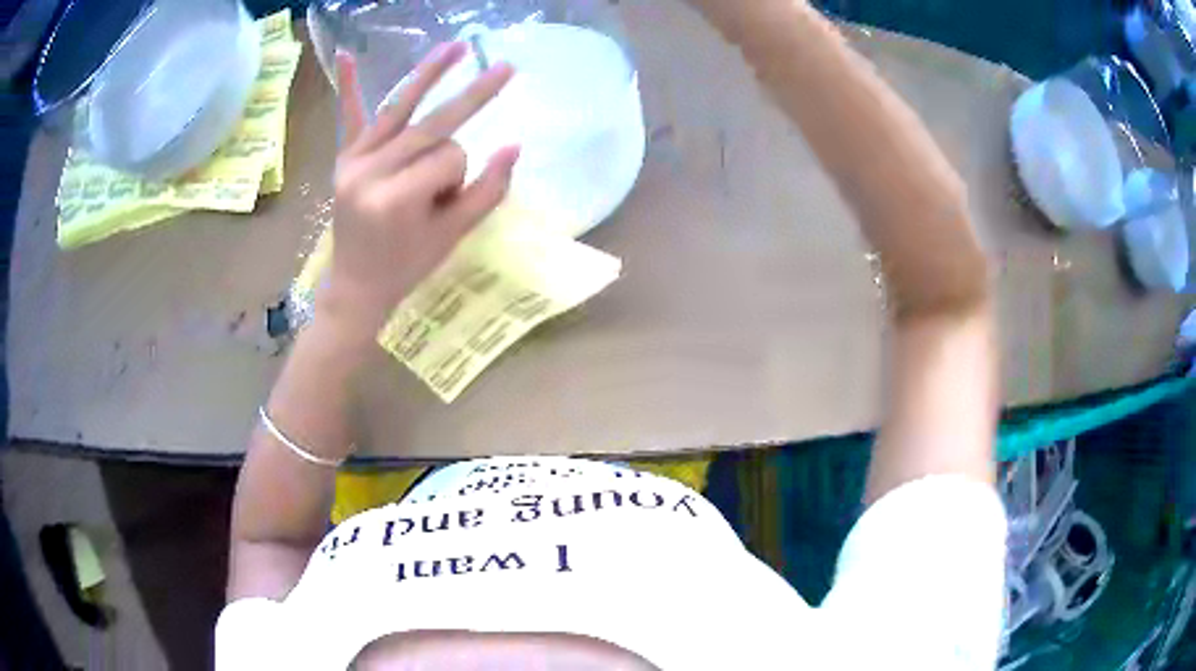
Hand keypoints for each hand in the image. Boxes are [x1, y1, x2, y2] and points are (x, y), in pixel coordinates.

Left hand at [318, 43, 519, 340]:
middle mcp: (371, 171)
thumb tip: (515, 146)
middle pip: (430, 133)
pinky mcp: (343, 158)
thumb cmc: (408, 265)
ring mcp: (353, 162)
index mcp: (397, 198)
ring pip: (400, 110)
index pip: (450, 158)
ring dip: (430, 74)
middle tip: (507, 67)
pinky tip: (347, 54)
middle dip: (469, 103)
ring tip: (459, 46)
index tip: (444, 201)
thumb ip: (487, 191)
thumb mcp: (454, 235)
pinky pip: (350, 118)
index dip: (458, 176)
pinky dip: (349, 88)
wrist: (357, 285)